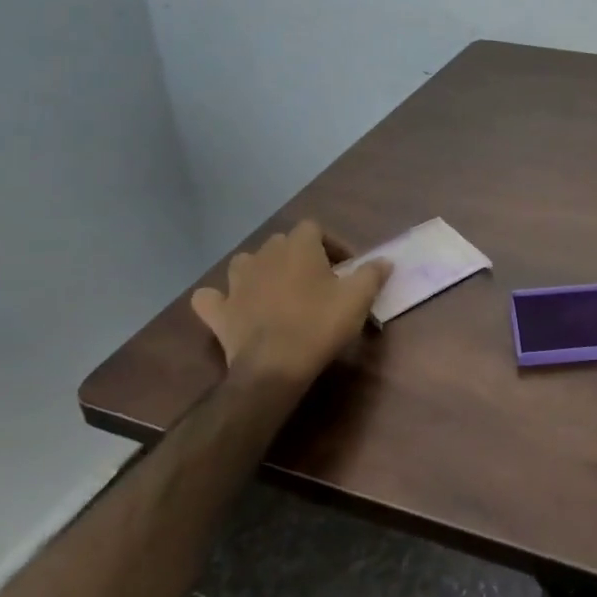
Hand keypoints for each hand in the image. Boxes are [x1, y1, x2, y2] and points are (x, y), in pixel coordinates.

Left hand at [190, 221, 390, 390]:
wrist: (274, 367)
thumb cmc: (319, 325)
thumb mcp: (357, 299)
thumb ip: (372, 274)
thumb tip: (384, 260)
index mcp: (298, 247)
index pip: (314, 228)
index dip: (331, 244)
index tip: (346, 267)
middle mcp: (263, 255)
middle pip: (281, 243)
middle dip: (299, 256)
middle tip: (317, 281)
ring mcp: (235, 282)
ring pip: (246, 263)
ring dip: (260, 271)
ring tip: (277, 291)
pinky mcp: (218, 311)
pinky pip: (211, 297)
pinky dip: (220, 300)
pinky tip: (232, 308)